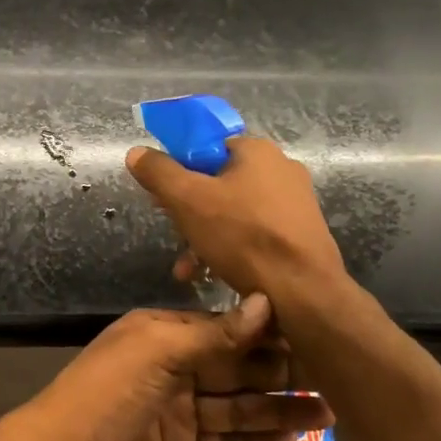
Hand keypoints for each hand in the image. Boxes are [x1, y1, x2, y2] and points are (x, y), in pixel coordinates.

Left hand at [2, 294, 333, 440]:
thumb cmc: (108, 394)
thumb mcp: (158, 352)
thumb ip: (214, 334)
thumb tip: (265, 303)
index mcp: (164, 334)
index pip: (225, 328)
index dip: (265, 332)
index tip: (312, 333)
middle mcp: (175, 366)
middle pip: (236, 367)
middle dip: (280, 372)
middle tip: (334, 378)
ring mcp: (180, 410)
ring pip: (238, 404)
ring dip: (279, 408)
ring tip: (330, 412)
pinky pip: (227, 438)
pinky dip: (257, 438)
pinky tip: (293, 439)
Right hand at [125, 136, 346, 300]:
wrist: (303, 293)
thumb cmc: (243, 236)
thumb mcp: (187, 200)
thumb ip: (158, 172)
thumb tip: (137, 152)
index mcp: (257, 151)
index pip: (206, 147)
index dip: (178, 168)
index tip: (161, 195)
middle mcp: (281, 169)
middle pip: (218, 181)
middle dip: (188, 209)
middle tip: (172, 230)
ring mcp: (295, 203)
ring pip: (234, 212)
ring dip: (204, 235)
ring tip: (187, 266)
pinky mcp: (300, 235)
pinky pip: (254, 233)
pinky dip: (229, 248)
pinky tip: (212, 273)